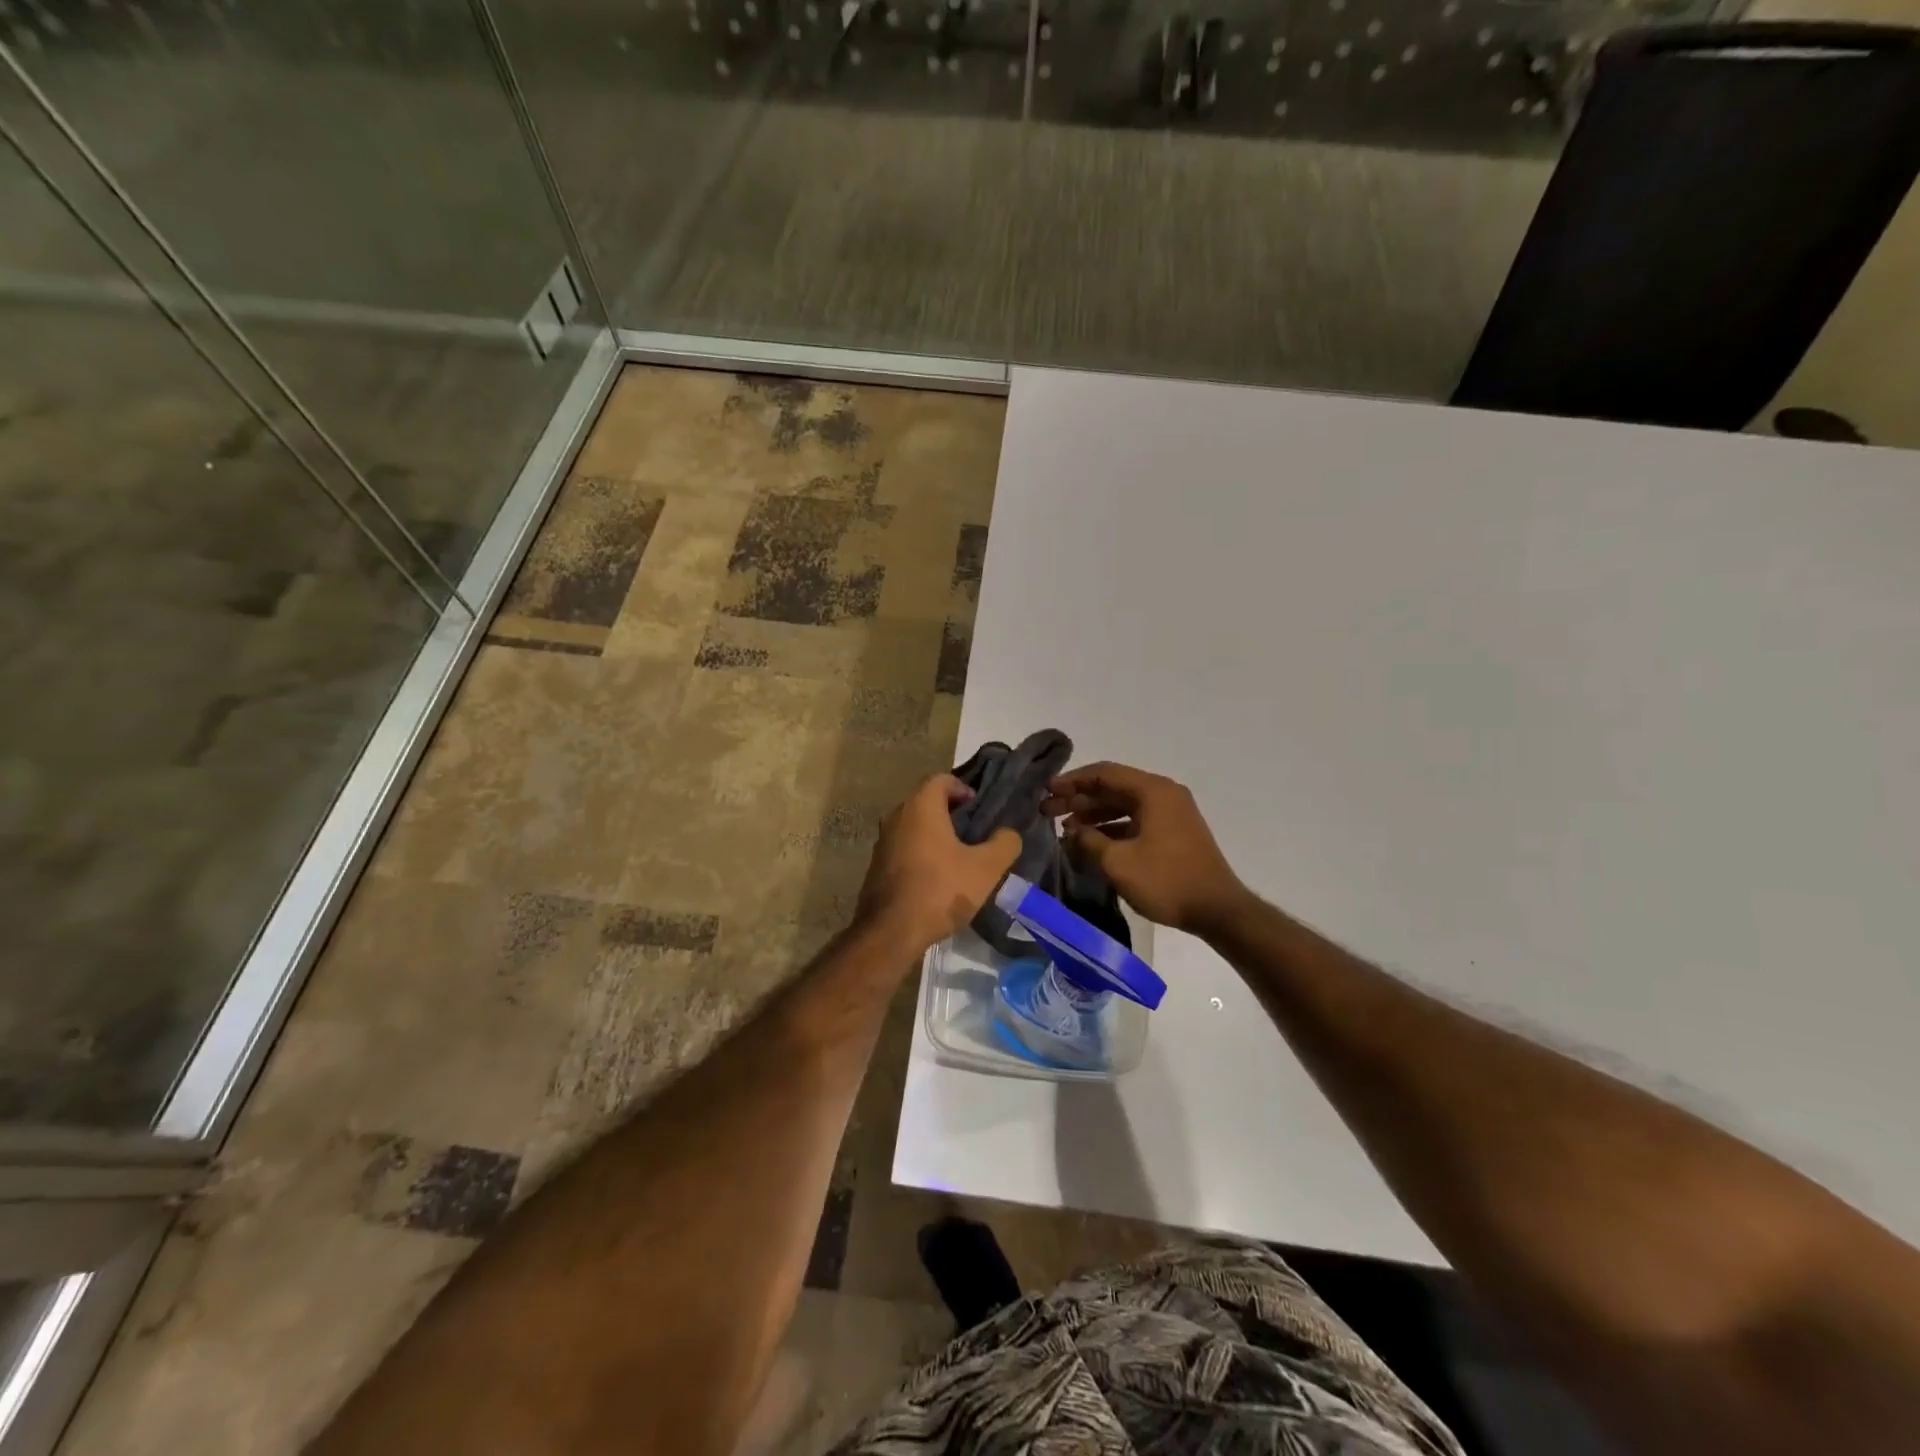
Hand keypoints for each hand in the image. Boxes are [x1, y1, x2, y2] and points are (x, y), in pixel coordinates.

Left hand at [857, 775, 1021, 954]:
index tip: (981, 809)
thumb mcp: (986, 868)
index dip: (964, 789)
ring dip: (936, 834)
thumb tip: (1009, 833)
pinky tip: (938, 877)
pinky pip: (904, 847)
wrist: (891, 932)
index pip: (942, 779)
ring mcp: (882, 841)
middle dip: (951, 812)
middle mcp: (896, 816)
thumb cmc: (941, 890)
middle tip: (975, 833)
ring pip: (914, 826)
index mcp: (921, 806)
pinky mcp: (877, 866)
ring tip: (960, 857)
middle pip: (927, 801)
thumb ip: (1004, 844)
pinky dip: (922, 852)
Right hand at [1043, 761, 1247, 935]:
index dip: (1072, 781)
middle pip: (1113, 787)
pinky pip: (1136, 820)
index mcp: (1153, 791)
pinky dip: (1112, 828)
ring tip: (1066, 829)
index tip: (1046, 791)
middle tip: (1049, 811)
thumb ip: (1089, 841)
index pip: (1104, 774)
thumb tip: (1073, 832)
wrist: (1218, 910)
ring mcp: (1171, 814)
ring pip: (1124, 805)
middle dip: (1080, 798)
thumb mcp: (1118, 862)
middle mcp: (1164, 794)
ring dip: (1094, 815)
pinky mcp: (1174, 833)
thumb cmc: (1166, 880)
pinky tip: (1092, 843)